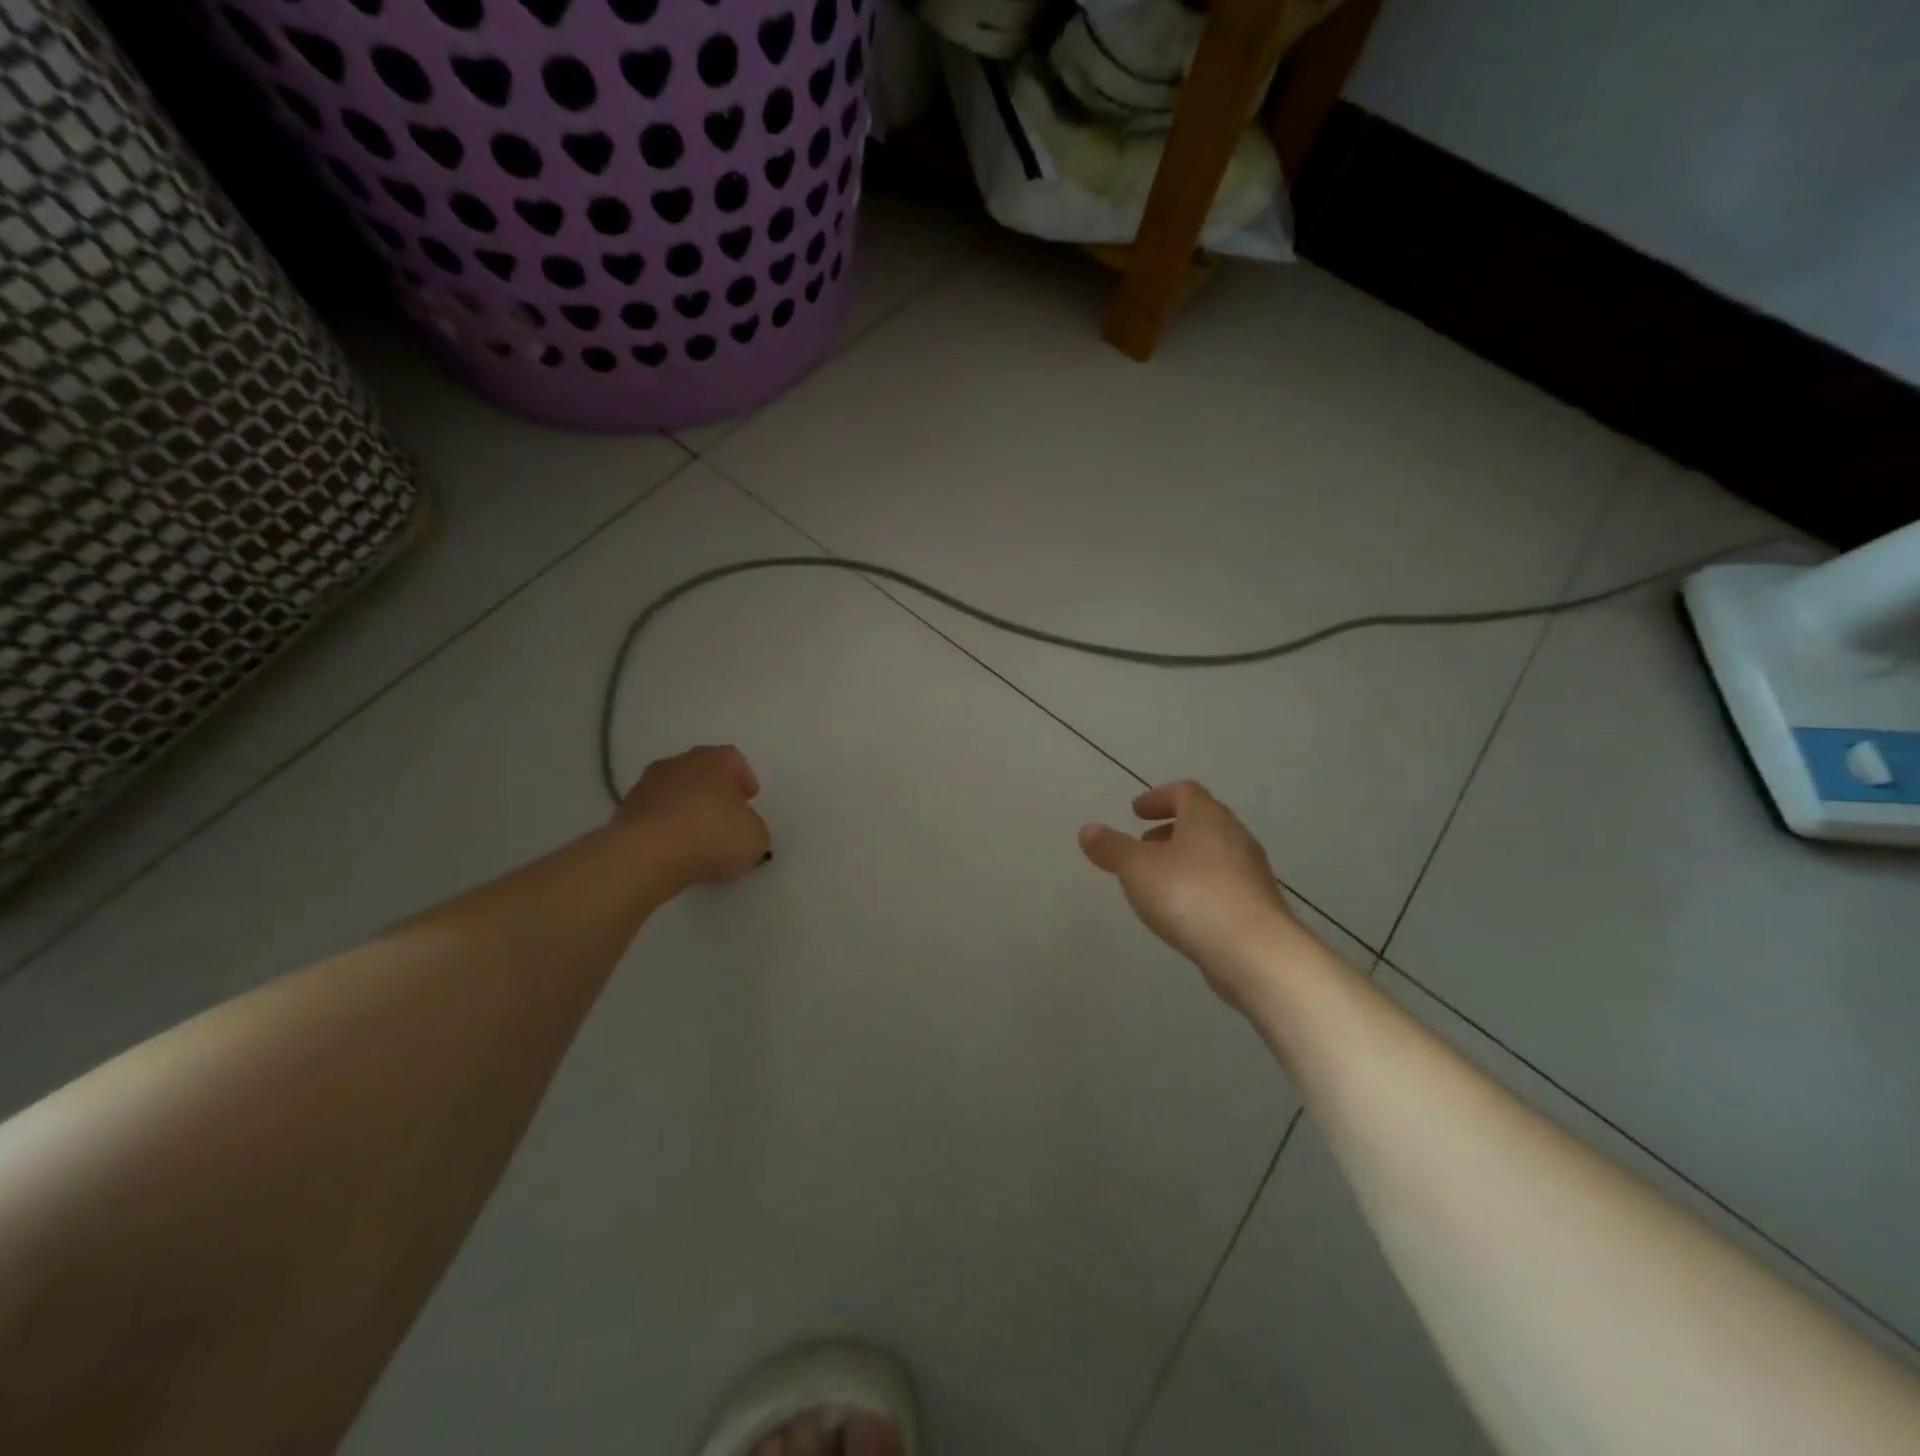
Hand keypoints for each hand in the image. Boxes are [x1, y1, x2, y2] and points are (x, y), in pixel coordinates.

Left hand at [617, 745, 769, 886]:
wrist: (647, 855)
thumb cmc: (712, 835)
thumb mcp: (755, 837)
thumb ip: (753, 827)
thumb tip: (743, 829)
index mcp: (714, 760)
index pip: (734, 759)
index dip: (744, 779)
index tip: (750, 799)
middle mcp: (678, 764)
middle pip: (701, 771)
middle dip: (713, 791)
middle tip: (725, 816)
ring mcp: (646, 786)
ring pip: (674, 792)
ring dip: (686, 808)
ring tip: (697, 837)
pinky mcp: (624, 812)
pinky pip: (654, 815)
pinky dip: (665, 827)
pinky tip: (673, 850)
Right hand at [1080, 781, 1307, 1008]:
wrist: (1254, 952)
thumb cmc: (1190, 895)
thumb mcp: (1136, 868)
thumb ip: (1111, 848)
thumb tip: (1088, 830)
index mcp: (1206, 817)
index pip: (1184, 792)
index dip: (1158, 798)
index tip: (1136, 813)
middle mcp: (1234, 836)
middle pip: (1201, 821)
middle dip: (1170, 830)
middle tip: (1143, 846)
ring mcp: (1251, 872)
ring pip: (1213, 853)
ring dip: (1185, 859)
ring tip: (1157, 882)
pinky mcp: (1258, 905)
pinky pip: (1223, 883)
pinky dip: (1200, 886)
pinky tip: (1183, 911)